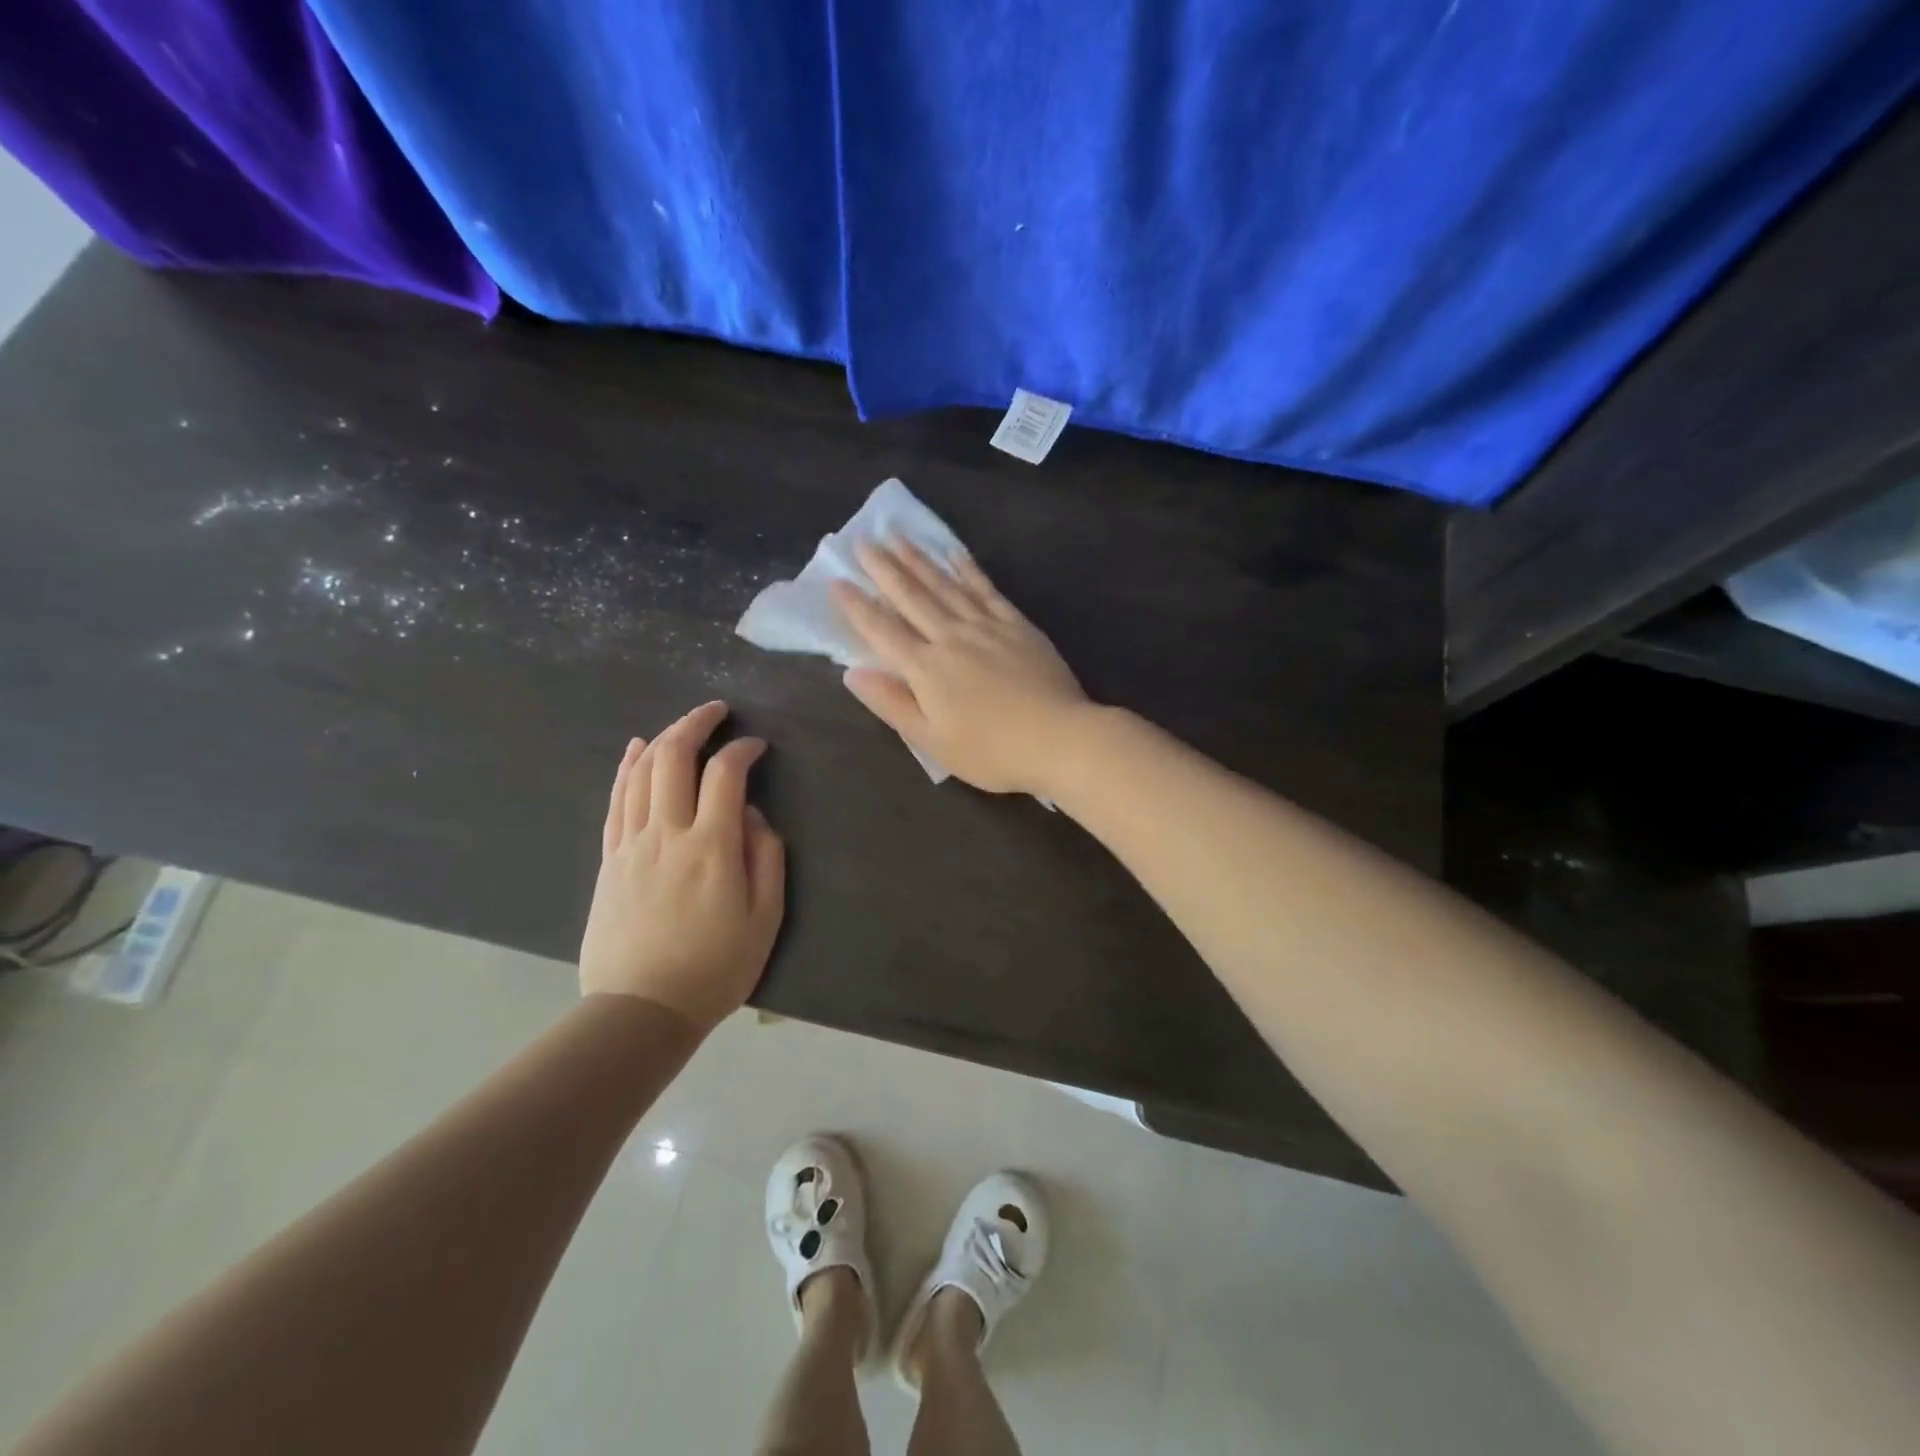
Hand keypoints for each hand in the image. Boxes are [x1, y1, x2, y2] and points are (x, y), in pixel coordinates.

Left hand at [578, 702, 784, 1030]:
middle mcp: (667, 834)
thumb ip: (767, 858)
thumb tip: (755, 815)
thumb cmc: (715, 968)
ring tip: (684, 724)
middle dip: (696, 723)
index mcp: (711, 847)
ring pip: (640, 772)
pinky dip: (626, 767)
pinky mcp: (609, 859)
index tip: (758, 747)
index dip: (743, 750)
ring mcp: (631, 844)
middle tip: (718, 711)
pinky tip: (635, 749)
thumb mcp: (765, 918)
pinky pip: (615, 800)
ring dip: (663, 738)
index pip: (725, 775)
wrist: (641, 1009)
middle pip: (674, 758)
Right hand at [830, 541, 1091, 795]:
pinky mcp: (1016, 624)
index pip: (882, 631)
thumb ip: (891, 704)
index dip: (857, 607)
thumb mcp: (932, 741)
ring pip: (945, 585)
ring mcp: (986, 626)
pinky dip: (967, 568)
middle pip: (911, 597)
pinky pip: (985, 589)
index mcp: (926, 669)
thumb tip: (852, 673)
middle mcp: (951, 637)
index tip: (837, 581)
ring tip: (898, 536)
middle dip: (884, 569)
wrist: (1059, 738)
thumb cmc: (991, 751)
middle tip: (863, 541)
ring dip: (919, 559)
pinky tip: (954, 553)